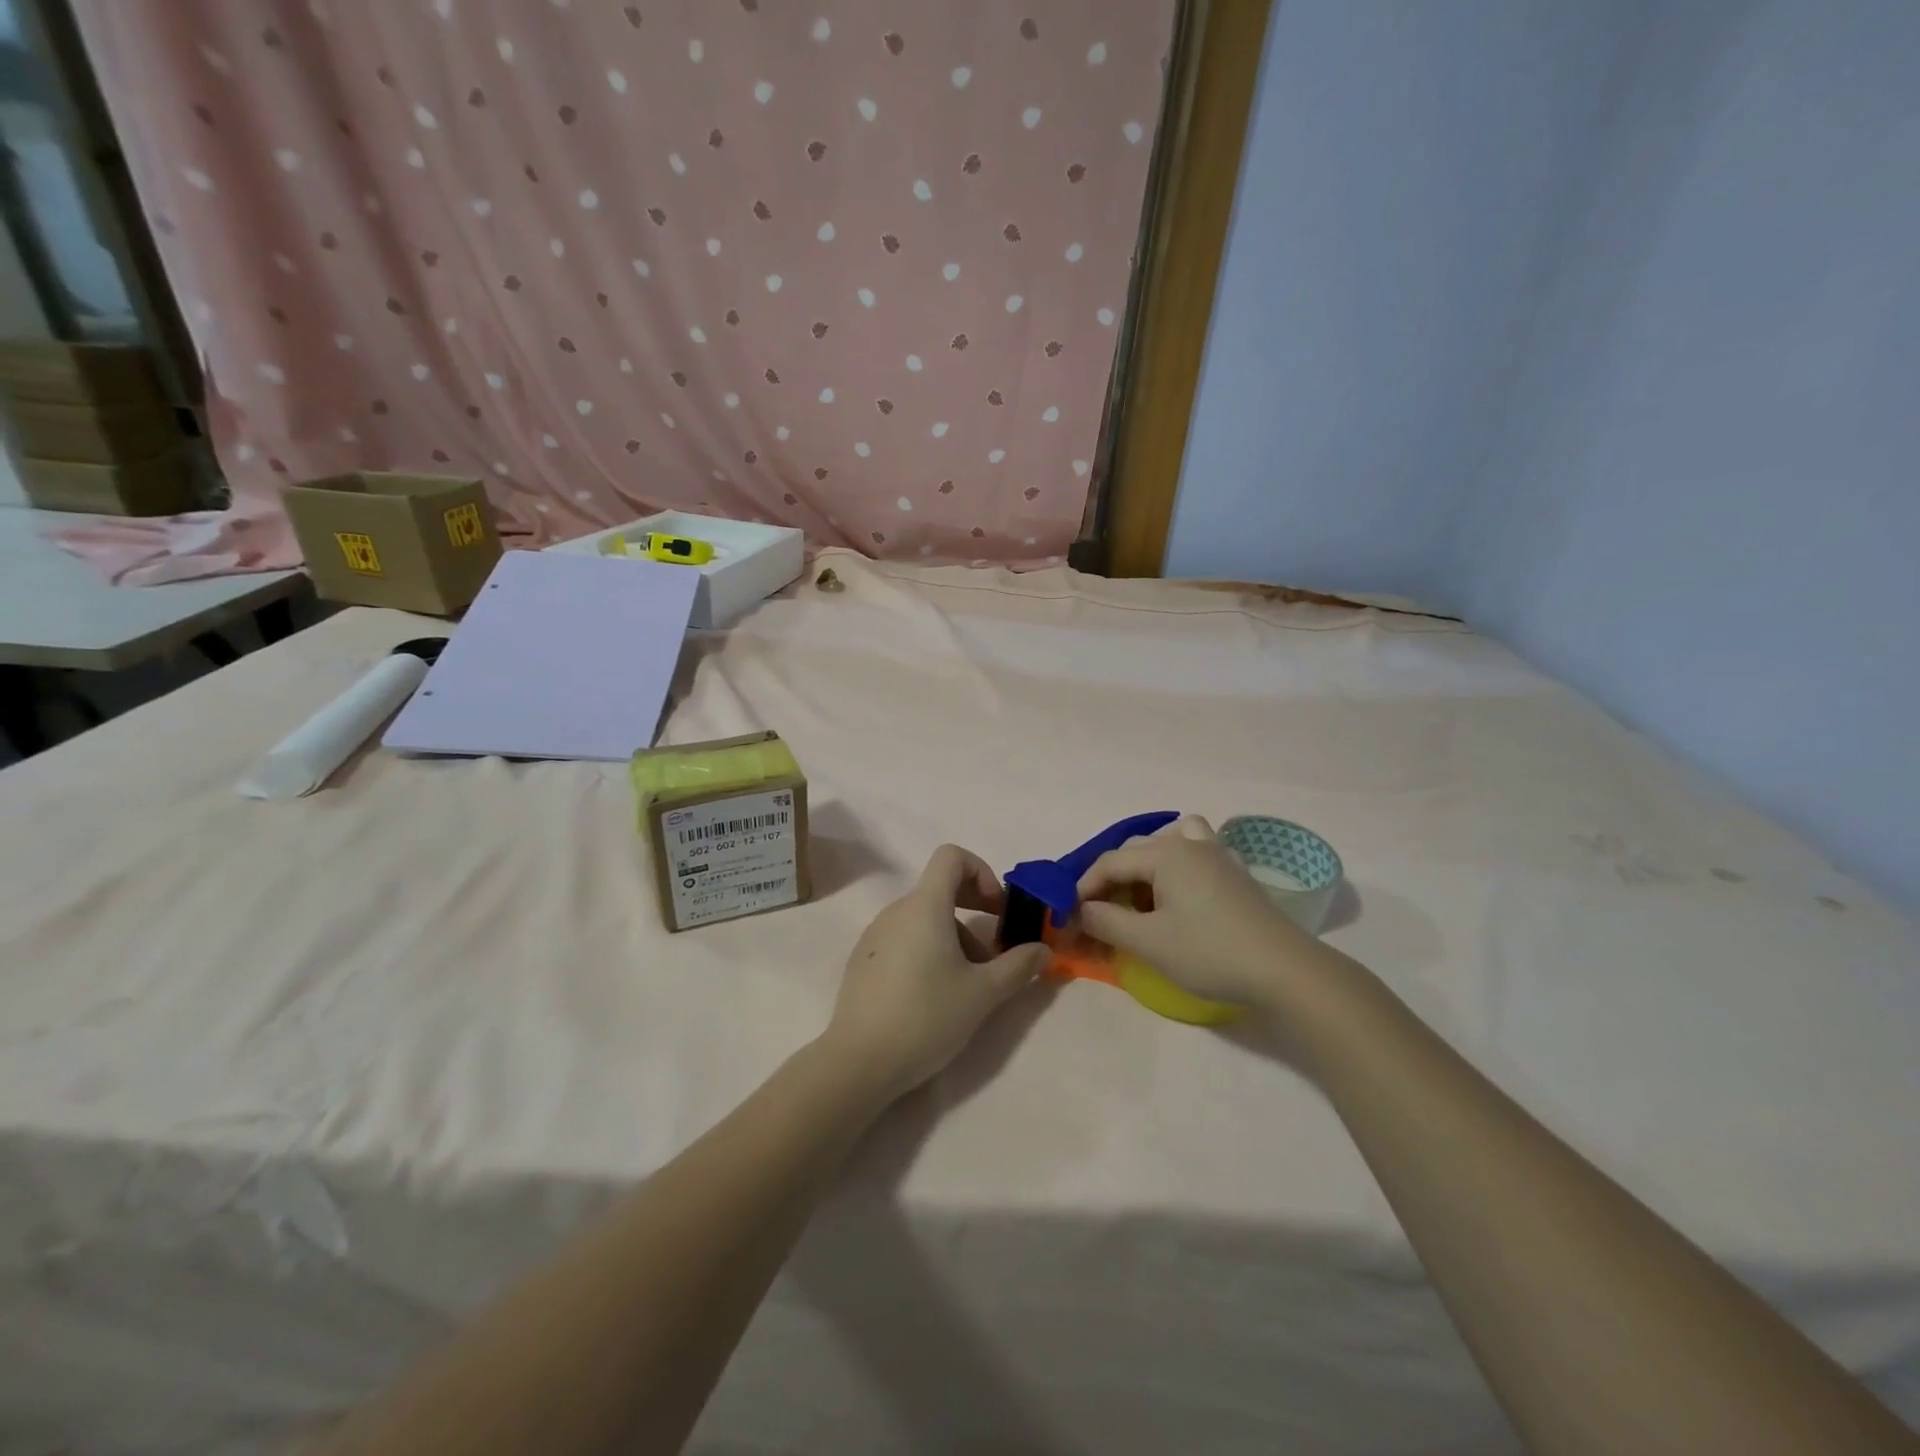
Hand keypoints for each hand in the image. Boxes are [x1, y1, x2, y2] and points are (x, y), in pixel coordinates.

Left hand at [820, 845, 1051, 1100]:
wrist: (859, 1061)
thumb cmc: (926, 1017)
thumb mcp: (983, 994)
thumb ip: (1018, 966)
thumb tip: (1043, 950)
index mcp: (925, 906)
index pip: (951, 856)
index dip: (981, 872)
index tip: (997, 910)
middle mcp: (896, 910)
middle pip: (940, 889)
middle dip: (974, 911)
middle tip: (994, 950)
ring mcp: (874, 935)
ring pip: (923, 918)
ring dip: (953, 937)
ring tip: (968, 984)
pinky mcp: (863, 960)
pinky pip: (903, 938)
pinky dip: (927, 950)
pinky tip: (933, 995)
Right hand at [1075, 816, 1312, 1006]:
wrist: (1285, 971)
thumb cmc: (1210, 953)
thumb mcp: (1148, 942)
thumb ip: (1106, 922)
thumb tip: (1079, 912)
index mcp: (1165, 854)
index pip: (1109, 862)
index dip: (1083, 889)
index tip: (1069, 919)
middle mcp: (1189, 844)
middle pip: (1135, 850)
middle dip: (1111, 880)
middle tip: (1101, 916)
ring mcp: (1218, 855)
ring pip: (1168, 843)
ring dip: (1145, 865)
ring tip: (1141, 897)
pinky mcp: (1235, 873)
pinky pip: (1197, 852)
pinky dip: (1178, 865)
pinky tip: (1180, 893)